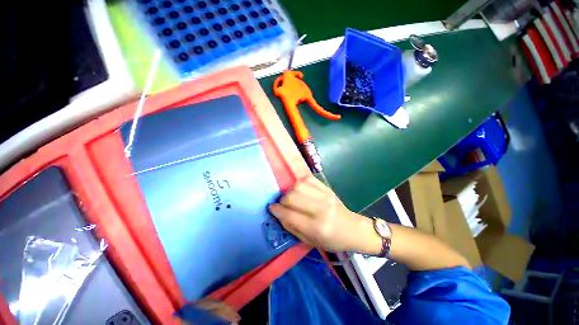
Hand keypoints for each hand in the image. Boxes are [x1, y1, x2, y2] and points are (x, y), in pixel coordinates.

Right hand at [268, 175, 381, 253]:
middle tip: (283, 204)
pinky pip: (307, 178)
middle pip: (292, 196)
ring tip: (292, 197)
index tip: (271, 208)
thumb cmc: (331, 239)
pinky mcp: (327, 188)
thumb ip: (291, 227)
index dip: (276, 210)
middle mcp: (320, 209)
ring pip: (298, 185)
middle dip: (282, 200)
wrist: (352, 228)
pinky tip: (300, 190)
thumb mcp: (309, 241)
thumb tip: (277, 212)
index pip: (289, 215)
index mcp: (317, 227)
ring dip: (290, 191)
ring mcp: (325, 195)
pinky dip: (299, 183)